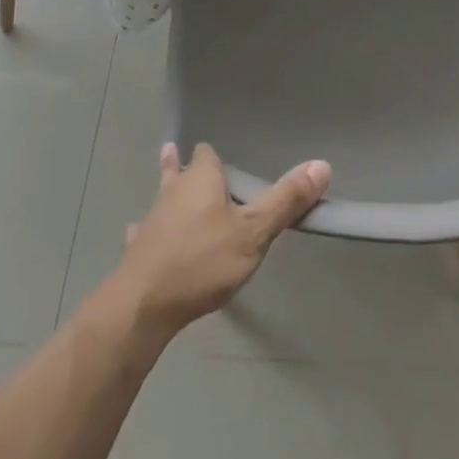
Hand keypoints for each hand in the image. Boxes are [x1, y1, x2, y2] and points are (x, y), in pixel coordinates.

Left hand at [114, 143, 330, 337]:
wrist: (144, 305)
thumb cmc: (203, 260)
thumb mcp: (254, 232)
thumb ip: (286, 200)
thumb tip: (322, 164)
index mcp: (201, 179)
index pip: (206, 153)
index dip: (215, 156)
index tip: (225, 160)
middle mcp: (173, 190)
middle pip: (179, 170)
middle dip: (185, 167)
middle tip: (188, 163)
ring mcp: (151, 219)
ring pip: (160, 198)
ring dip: (166, 197)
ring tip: (167, 194)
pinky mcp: (136, 250)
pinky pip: (143, 234)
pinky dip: (148, 234)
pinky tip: (143, 240)